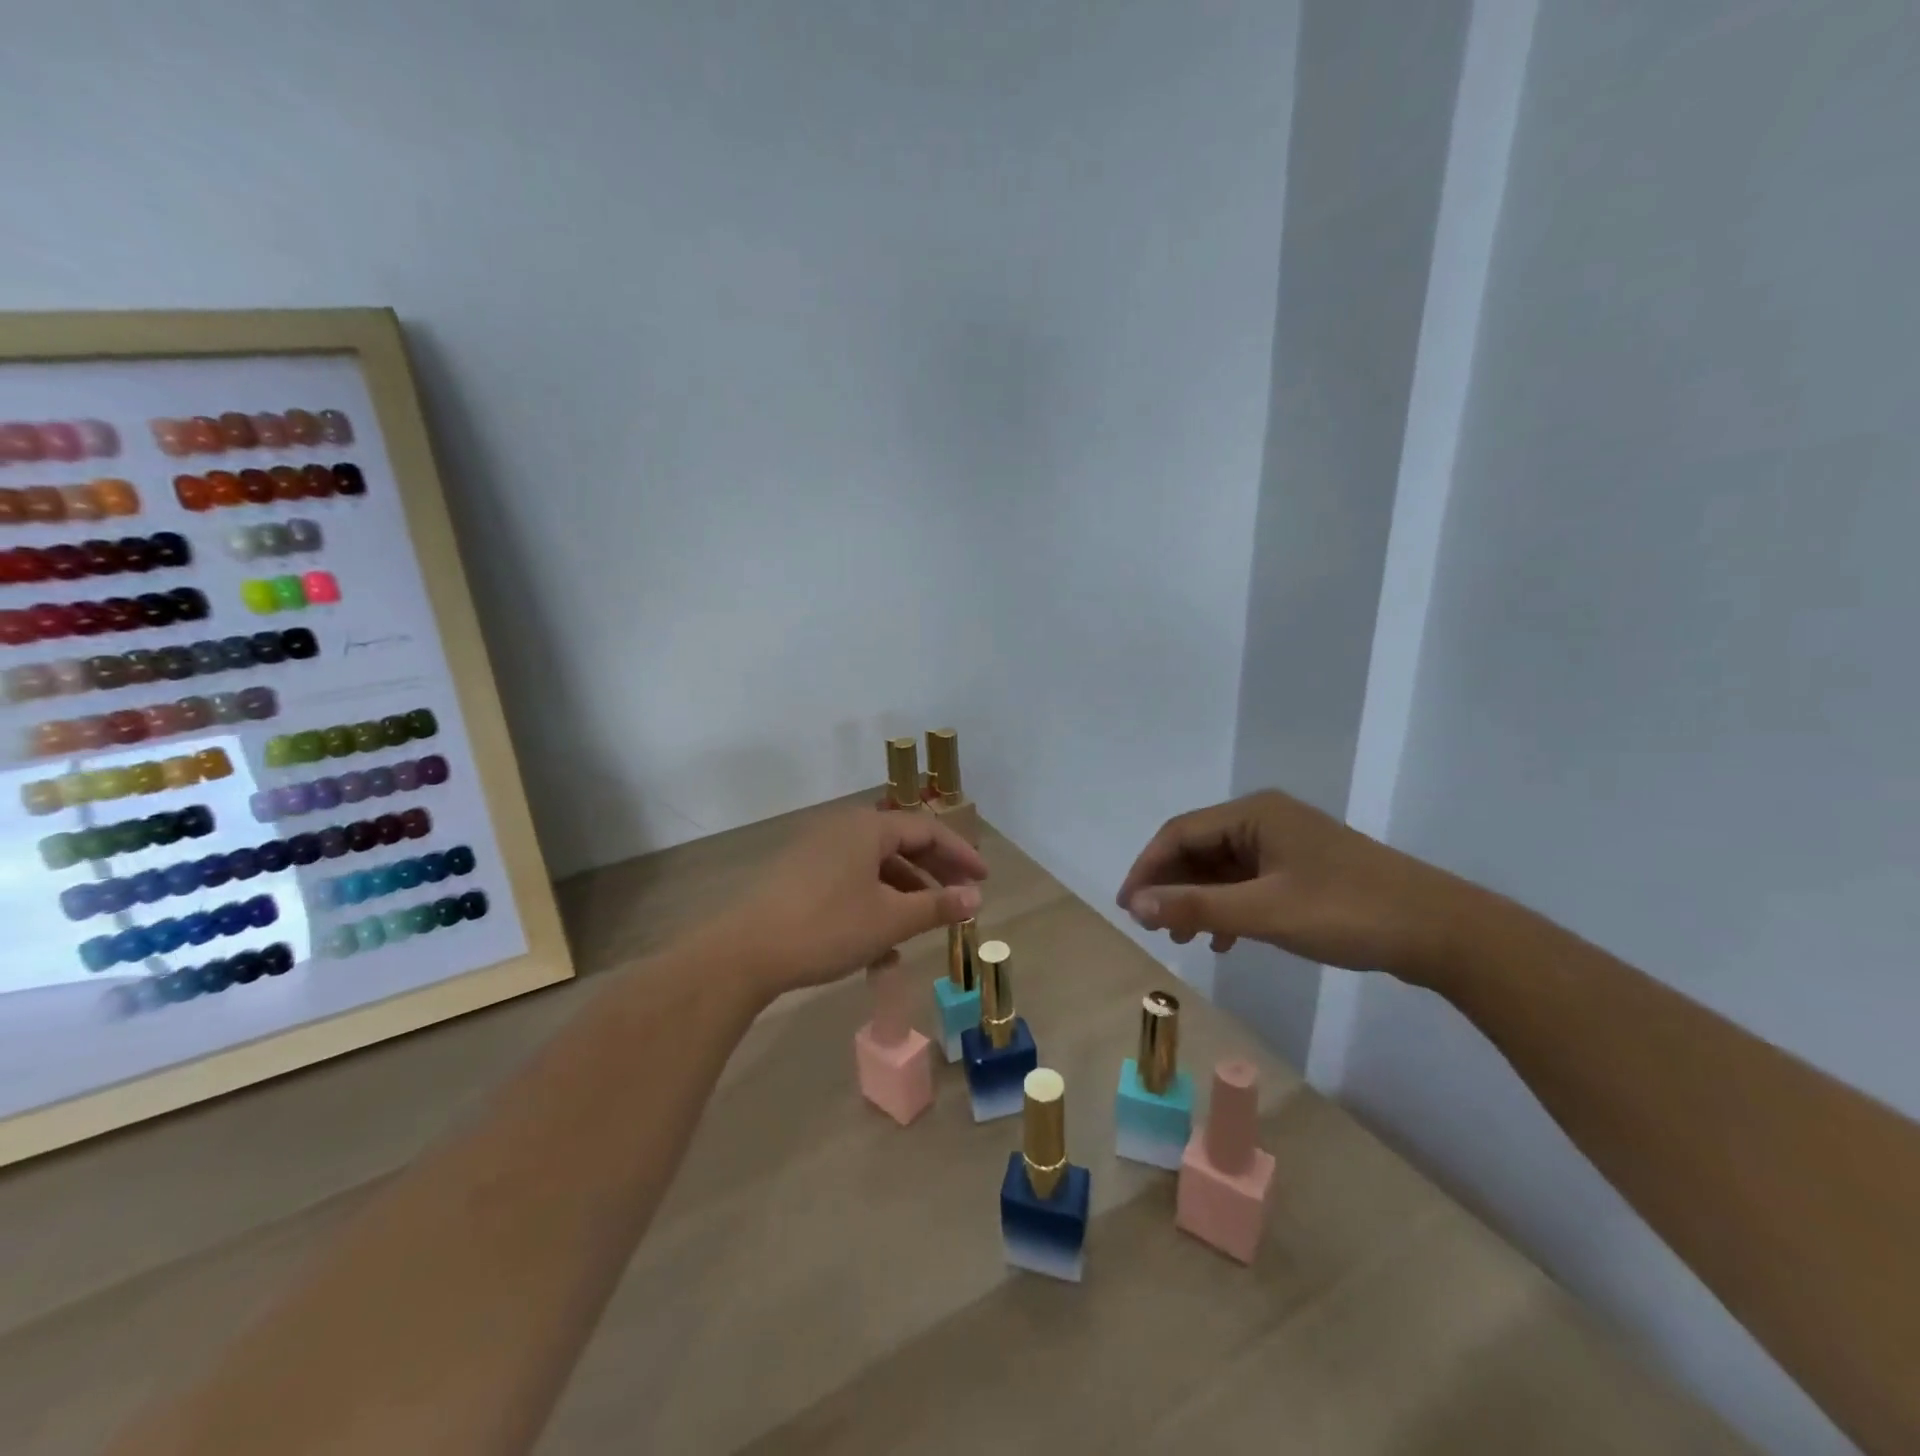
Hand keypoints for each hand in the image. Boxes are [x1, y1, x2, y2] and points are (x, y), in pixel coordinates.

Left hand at [714, 807, 986, 1000]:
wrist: (744, 953)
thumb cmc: (826, 928)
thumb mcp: (890, 920)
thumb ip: (936, 906)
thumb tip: (975, 898)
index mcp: (867, 827)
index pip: (927, 830)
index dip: (960, 855)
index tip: (984, 880)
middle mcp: (843, 828)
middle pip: (901, 844)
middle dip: (934, 874)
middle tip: (961, 900)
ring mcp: (817, 850)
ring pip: (875, 865)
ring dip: (904, 892)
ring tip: (924, 926)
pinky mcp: (799, 874)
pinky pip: (850, 879)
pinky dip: (874, 901)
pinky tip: (882, 940)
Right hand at [1116, 789, 1460, 976]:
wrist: (1442, 932)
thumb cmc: (1347, 912)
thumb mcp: (1264, 913)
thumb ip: (1196, 907)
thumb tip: (1135, 906)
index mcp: (1254, 814)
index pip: (1179, 833)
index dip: (1147, 869)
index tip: (1128, 908)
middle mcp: (1266, 819)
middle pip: (1199, 847)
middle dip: (1171, 885)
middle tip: (1152, 926)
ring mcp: (1287, 844)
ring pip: (1223, 866)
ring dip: (1198, 898)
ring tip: (1182, 937)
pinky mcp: (1305, 869)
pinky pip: (1249, 881)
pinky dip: (1229, 906)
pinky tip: (1226, 938)